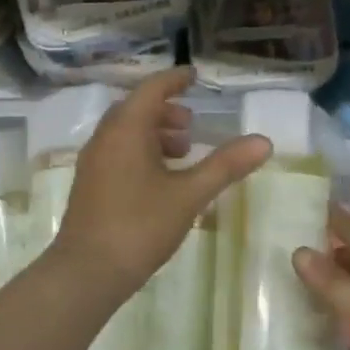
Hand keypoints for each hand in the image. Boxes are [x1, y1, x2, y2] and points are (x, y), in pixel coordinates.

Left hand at [50, 68, 269, 298]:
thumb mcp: (189, 194)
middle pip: (135, 109)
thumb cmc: (139, 226)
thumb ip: (225, 165)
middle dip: (165, 110)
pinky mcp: (90, 185)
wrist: (85, 274)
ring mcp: (93, 163)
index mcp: (126, 130)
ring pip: (125, 132)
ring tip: (183, 152)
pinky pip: (117, 151)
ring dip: (154, 133)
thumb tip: (264, 141)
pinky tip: (161, 179)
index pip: (151, 89)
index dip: (174, 80)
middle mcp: (105, 138)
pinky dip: (141, 150)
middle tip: (192, 124)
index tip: (194, 75)